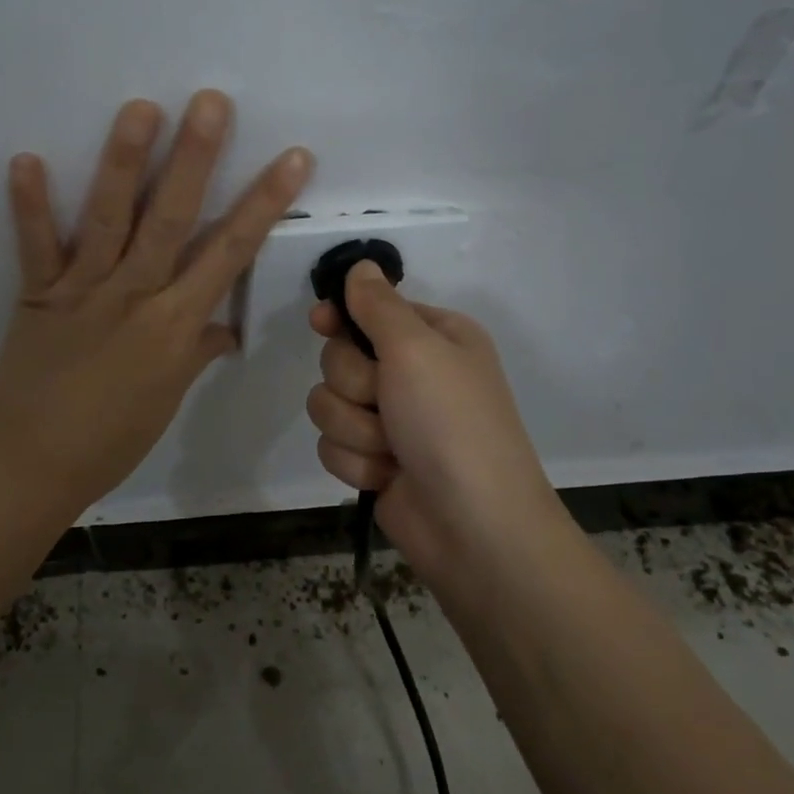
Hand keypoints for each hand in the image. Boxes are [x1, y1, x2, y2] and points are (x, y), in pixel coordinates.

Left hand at [0, 91, 311, 515]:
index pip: (230, 254)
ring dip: (124, 162)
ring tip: (140, 108)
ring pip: (109, 220)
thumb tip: (225, 328)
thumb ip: (196, 351)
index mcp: (175, 324)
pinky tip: (25, 157)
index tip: (293, 158)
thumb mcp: (168, 397)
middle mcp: (135, 296)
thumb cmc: (113, 438)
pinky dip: (29, 205)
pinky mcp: (38, 294)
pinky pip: (35, 246)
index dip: (264, 204)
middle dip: (195, 160)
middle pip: (172, 220)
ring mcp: (83, 291)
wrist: (35, 463)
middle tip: (211, 102)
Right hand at [306, 261, 557, 579]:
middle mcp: (412, 374)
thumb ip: (379, 306)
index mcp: (434, 337)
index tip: (320, 322)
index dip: (342, 318)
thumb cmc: (451, 423)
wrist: (473, 526)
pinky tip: (385, 476)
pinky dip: (355, 461)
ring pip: (328, 403)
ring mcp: (391, 420)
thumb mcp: (417, 349)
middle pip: (339, 358)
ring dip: (354, 428)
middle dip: (355, 385)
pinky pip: (332, 444)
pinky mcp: (373, 459)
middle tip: (386, 402)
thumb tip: (360, 266)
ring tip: (390, 449)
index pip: (369, 310)